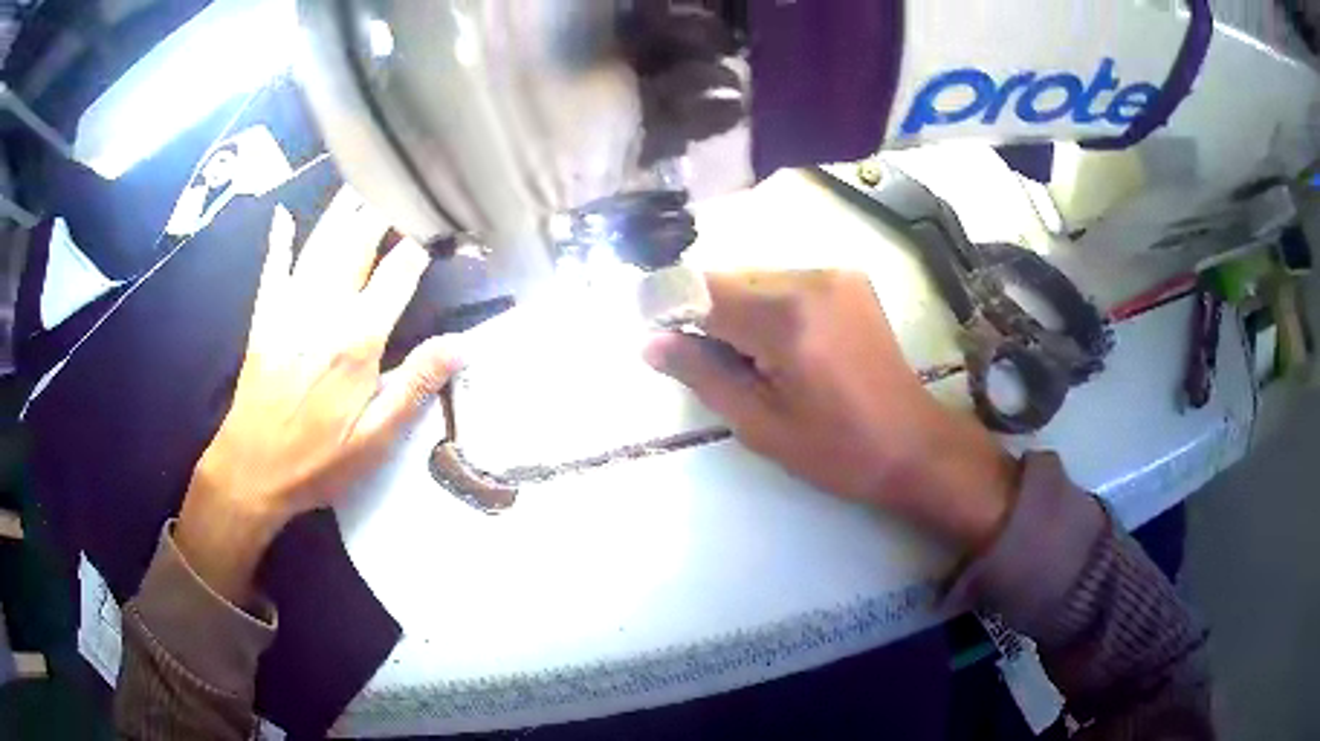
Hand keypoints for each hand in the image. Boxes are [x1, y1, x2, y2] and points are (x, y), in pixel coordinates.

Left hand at [176, 188, 459, 603]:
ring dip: (342, 209)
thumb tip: (462, 344)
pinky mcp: (265, 318)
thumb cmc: (317, 460)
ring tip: (363, 180)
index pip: (398, 272)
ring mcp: (289, 308)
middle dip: (382, 209)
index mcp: (356, 338)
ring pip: (320, 244)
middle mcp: (323, 309)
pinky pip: (273, 268)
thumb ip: (415, 386)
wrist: (251, 471)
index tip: (441, 225)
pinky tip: (283, 216)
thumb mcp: (376, 439)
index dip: (421, 244)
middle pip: (357, 242)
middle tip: (402, 181)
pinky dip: (279, 240)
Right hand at [644, 270, 1018, 551]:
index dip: (670, 309)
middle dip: (710, 316)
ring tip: (760, 363)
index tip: (660, 340)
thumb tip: (651, 342)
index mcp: (785, 317)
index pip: (702, 291)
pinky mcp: (851, 281)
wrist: (913, 446)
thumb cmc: (836, 449)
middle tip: (718, 367)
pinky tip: (788, 349)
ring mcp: (835, 275)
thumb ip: (701, 375)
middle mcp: (809, 278)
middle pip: (730, 280)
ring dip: (741, 312)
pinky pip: (788, 284)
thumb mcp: (759, 423)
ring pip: (757, 280)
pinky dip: (772, 309)